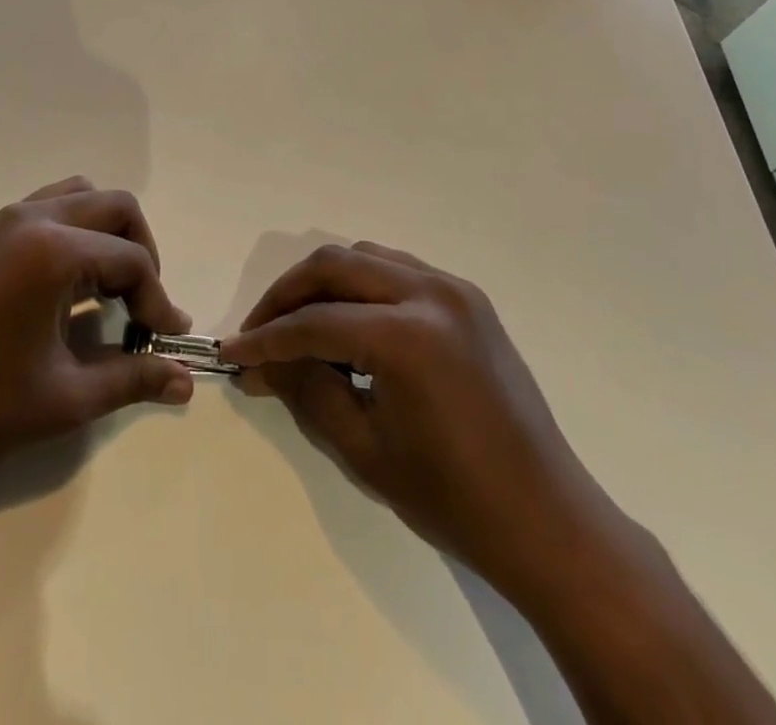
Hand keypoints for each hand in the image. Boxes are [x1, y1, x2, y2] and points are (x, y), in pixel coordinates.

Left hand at [0, 178, 194, 491]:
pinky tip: (70, 285)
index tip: (166, 341)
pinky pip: (50, 207)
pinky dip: (76, 231)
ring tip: (109, 289)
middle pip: (116, 207)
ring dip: (108, 233)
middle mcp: (33, 218)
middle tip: (142, 307)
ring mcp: (5, 220)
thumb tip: (185, 379)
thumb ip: (133, 379)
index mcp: (53, 250)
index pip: (132, 259)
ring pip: (82, 196)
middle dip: (142, 252)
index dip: (158, 300)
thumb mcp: (66, 398)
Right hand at [223, 242, 605, 578]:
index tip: (231, 352)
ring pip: (365, 257)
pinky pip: (397, 269)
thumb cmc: (452, 498)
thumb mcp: (364, 449)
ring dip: (324, 283)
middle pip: (335, 266)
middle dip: (287, 294)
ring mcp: (454, 289)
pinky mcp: (467, 298)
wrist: (545, 518)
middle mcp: (431, 292)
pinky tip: (349, 323)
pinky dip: (362, 285)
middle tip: (259, 332)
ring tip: (298, 325)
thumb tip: (260, 361)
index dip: (266, 339)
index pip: (315, 323)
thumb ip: (306, 391)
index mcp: (407, 336)